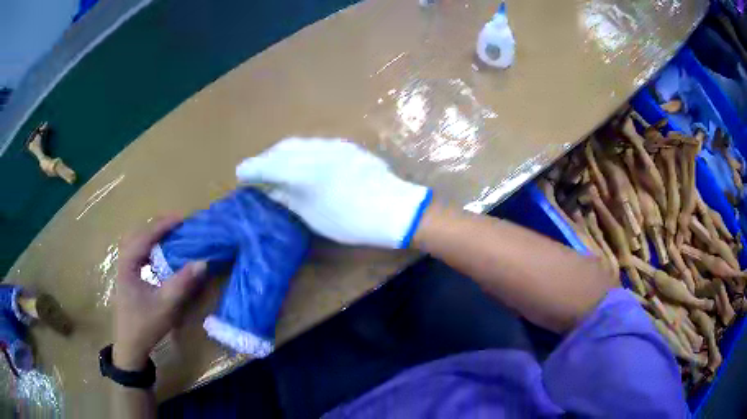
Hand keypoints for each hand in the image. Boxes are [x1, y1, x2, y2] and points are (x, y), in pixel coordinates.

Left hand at [113, 216, 206, 370]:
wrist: (130, 345)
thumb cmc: (145, 325)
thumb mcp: (166, 305)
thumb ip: (182, 283)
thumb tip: (202, 261)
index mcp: (128, 264)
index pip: (145, 236)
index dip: (163, 225)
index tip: (182, 219)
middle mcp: (123, 261)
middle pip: (137, 233)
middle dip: (157, 226)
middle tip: (178, 225)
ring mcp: (124, 268)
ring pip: (136, 242)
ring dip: (152, 235)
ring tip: (170, 234)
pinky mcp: (128, 276)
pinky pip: (137, 252)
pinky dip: (149, 246)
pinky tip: (159, 254)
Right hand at [236, 138, 431, 247]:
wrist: (394, 208)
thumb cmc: (350, 220)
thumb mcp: (311, 215)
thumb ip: (286, 196)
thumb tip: (267, 187)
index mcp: (300, 171)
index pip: (265, 165)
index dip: (250, 170)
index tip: (240, 175)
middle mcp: (312, 151)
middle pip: (279, 150)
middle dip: (265, 160)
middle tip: (258, 173)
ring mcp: (331, 145)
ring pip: (297, 144)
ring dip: (283, 154)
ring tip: (278, 168)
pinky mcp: (345, 145)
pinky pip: (314, 144)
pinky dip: (301, 152)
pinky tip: (303, 163)